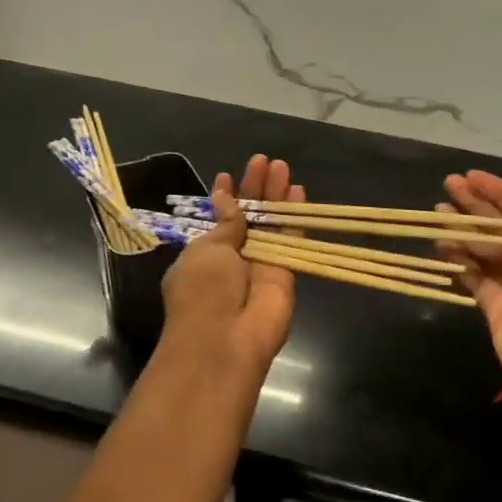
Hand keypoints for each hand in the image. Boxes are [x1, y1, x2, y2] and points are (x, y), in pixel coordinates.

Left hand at [160, 154, 304, 377]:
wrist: (225, 341)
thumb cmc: (202, 292)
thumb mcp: (206, 250)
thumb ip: (225, 223)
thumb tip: (225, 198)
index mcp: (204, 254)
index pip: (217, 220)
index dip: (223, 197)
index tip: (227, 174)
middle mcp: (233, 258)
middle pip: (247, 216)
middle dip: (253, 188)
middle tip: (262, 160)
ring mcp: (260, 265)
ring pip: (271, 223)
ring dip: (275, 195)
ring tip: (280, 165)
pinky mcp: (286, 273)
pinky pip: (290, 238)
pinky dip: (294, 215)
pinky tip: (298, 190)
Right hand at [437, 170, 501, 377]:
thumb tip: (482, 229)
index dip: (500, 191)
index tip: (472, 175)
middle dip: (477, 205)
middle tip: (448, 184)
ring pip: (486, 249)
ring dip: (463, 230)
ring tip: (437, 212)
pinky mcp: (496, 304)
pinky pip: (475, 275)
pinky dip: (459, 260)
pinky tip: (442, 244)